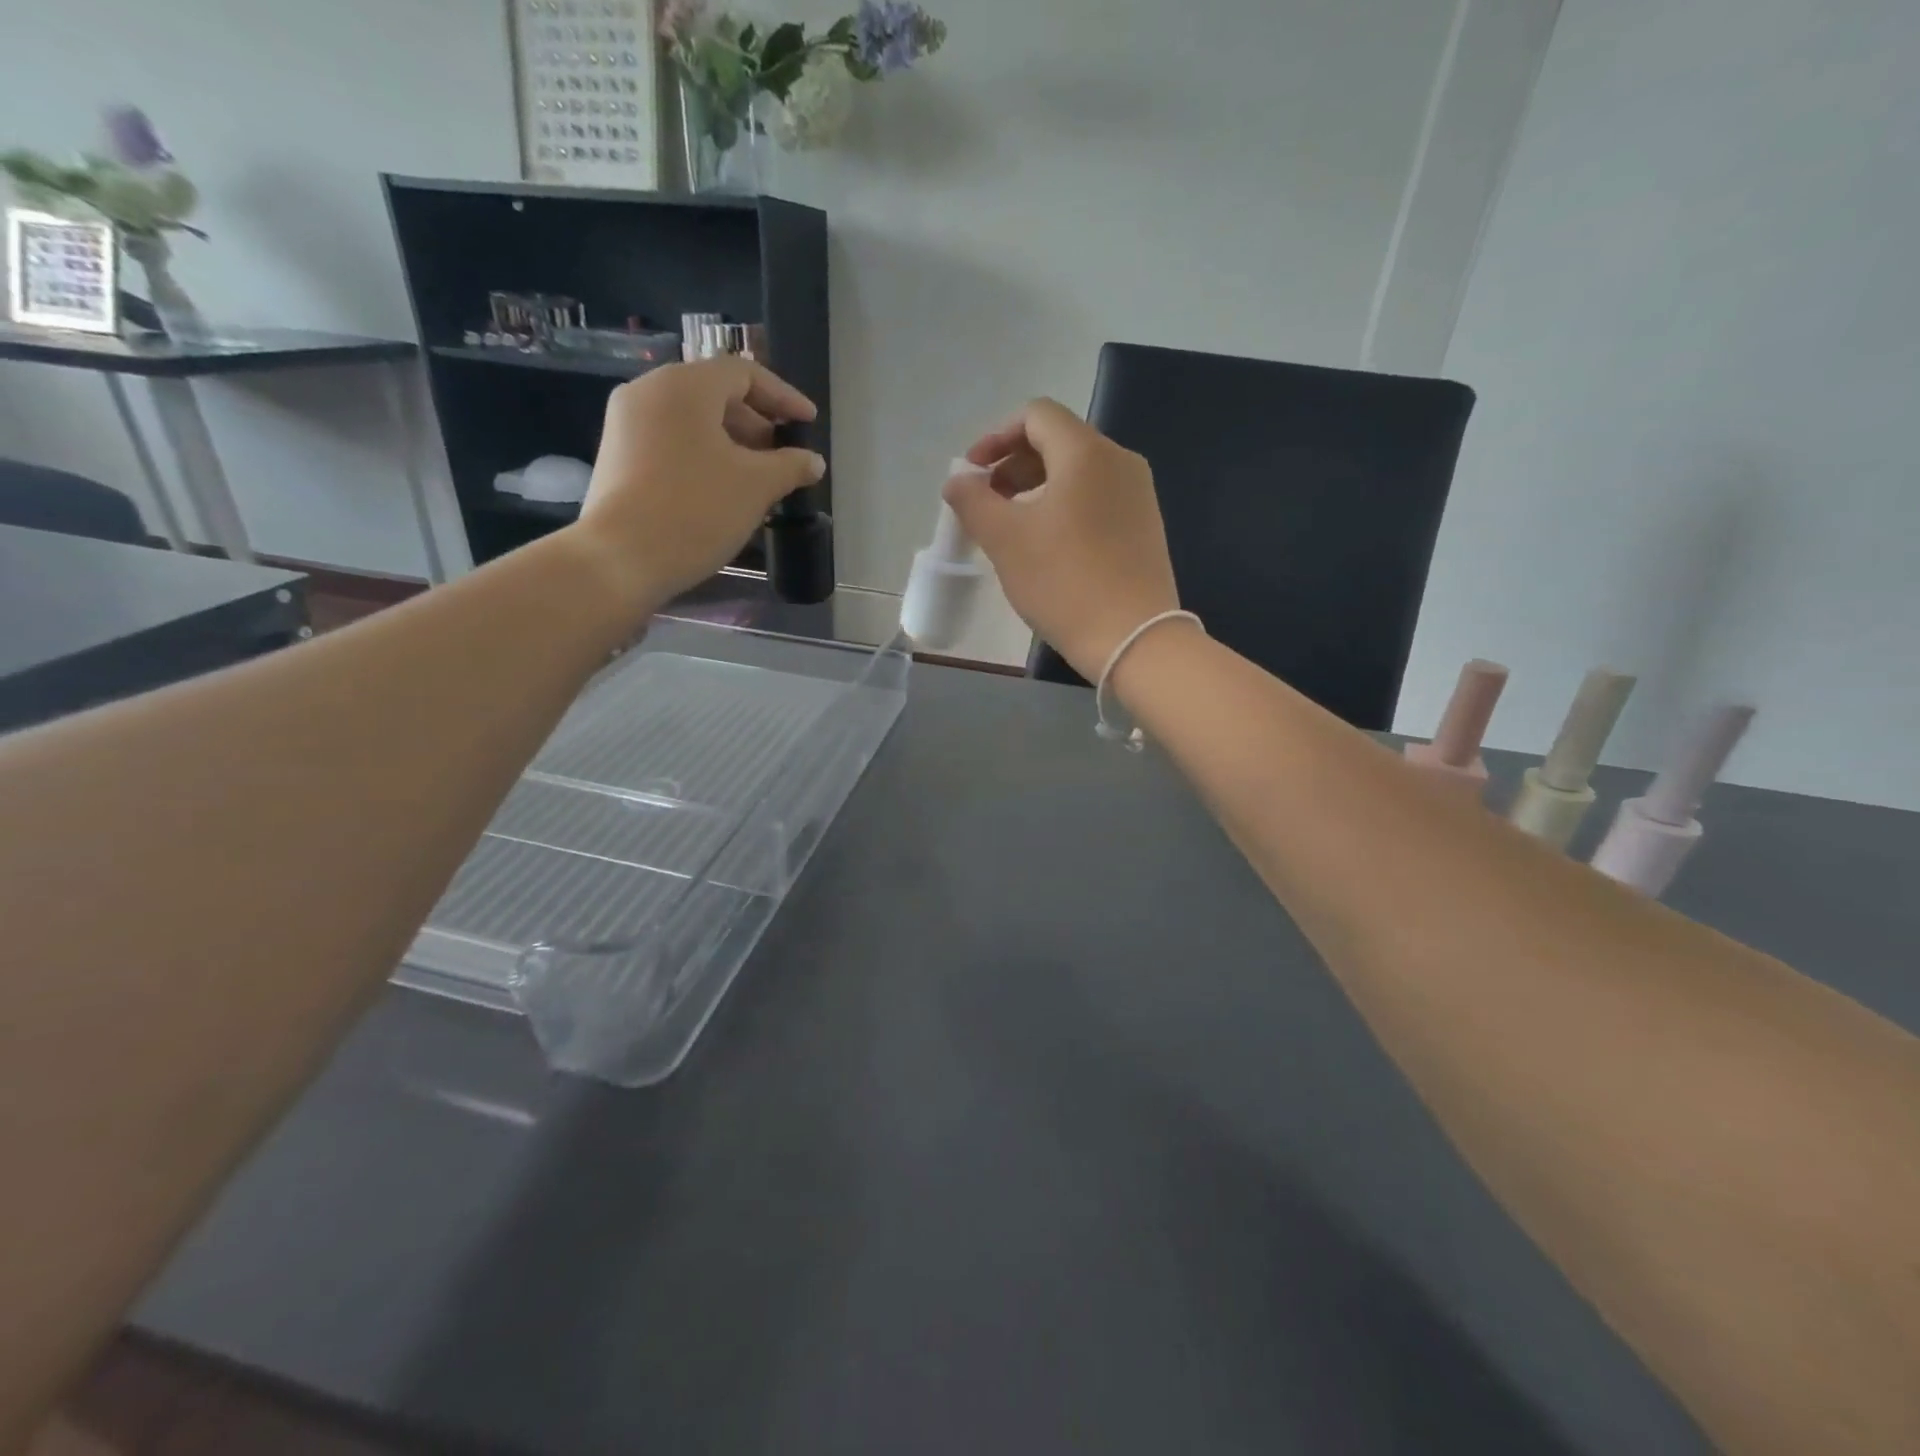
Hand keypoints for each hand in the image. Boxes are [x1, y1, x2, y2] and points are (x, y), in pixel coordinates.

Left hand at [570, 357, 824, 606]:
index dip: (784, 397)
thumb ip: (790, 466)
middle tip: (785, 457)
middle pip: (716, 394)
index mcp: (684, 386)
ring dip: (733, 444)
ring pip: (694, 421)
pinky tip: (724, 491)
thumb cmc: (696, 511)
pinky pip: (672, 442)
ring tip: (760, 480)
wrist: (621, 559)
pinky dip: (705, 456)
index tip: (809, 424)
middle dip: (758, 424)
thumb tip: (813, 461)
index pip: (744, 373)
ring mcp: (627, 424)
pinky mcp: (618, 456)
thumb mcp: (756, 487)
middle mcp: (649, 392)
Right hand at [943, 399, 1181, 679]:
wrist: (1133, 638)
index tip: (973, 473)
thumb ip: (973, 502)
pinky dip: (1064, 506)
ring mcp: (1138, 494)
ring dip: (1037, 487)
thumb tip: (957, 482)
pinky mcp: (1145, 525)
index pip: (1036, 415)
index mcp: (1086, 452)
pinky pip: (1096, 498)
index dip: (996, 437)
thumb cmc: (1064, 582)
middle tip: (986, 502)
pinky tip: (1048, 545)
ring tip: (1012, 526)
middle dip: (1013, 464)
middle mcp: (1119, 460)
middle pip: (1058, 441)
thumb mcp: (1005, 540)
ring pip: (1078, 472)